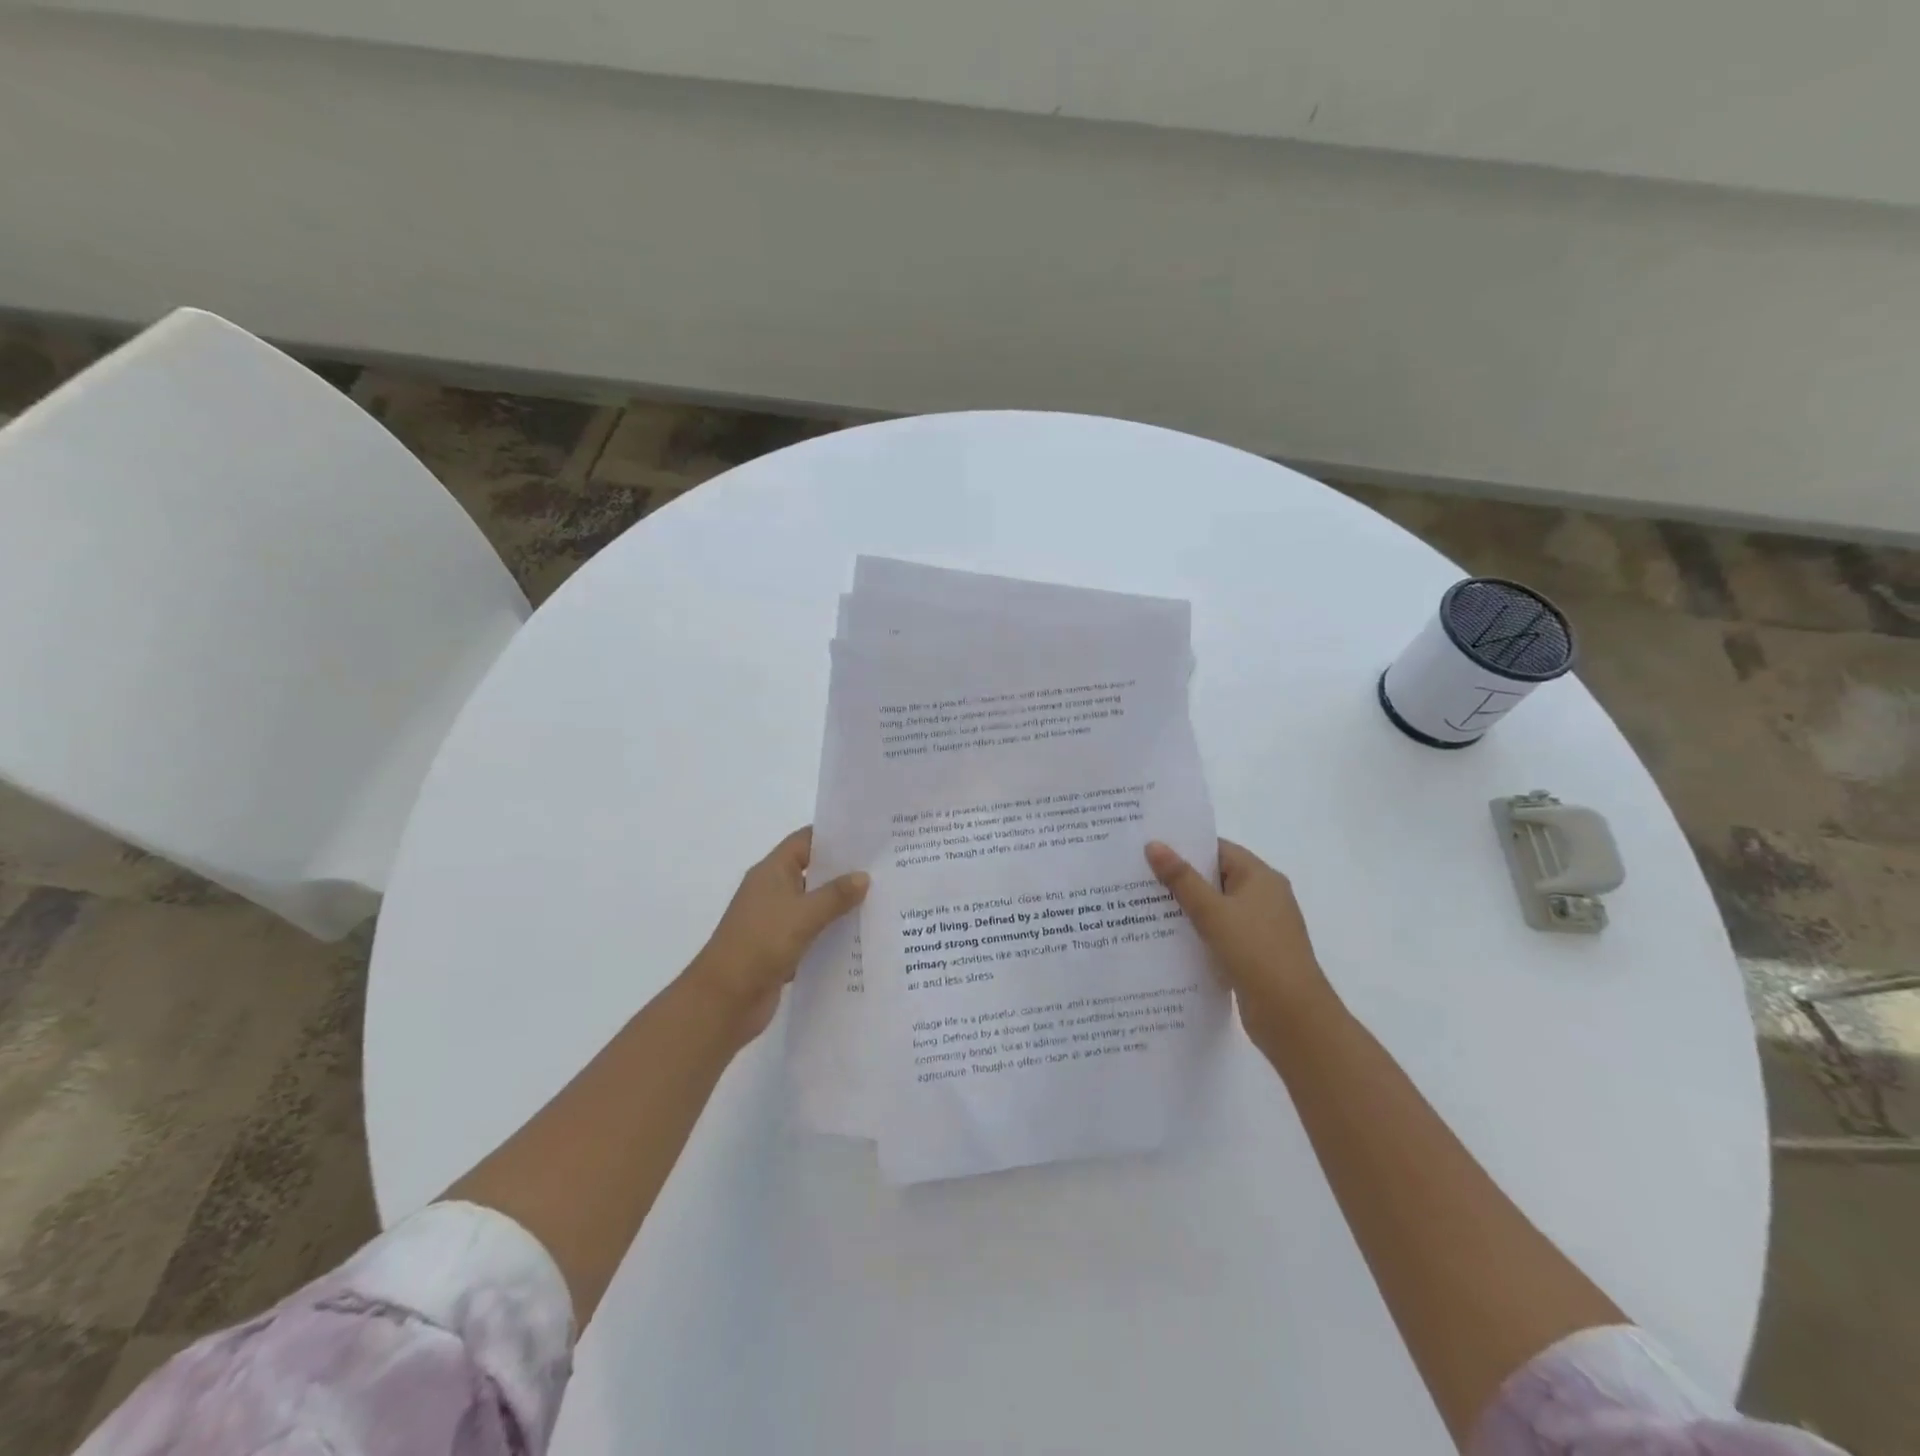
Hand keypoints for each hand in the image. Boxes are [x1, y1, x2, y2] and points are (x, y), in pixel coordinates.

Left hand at [686, 827, 868, 1044]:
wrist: (724, 1001)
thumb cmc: (760, 944)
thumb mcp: (803, 915)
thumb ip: (835, 895)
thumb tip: (863, 876)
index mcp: (772, 872)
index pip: (805, 841)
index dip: (834, 836)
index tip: (868, 838)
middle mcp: (772, 891)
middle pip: (812, 872)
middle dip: (844, 872)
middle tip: (883, 869)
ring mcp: (775, 921)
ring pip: (814, 905)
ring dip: (840, 906)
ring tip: (881, 901)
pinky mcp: (780, 949)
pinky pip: (812, 934)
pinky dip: (831, 935)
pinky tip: (862, 937)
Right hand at [1145, 838, 1335, 1054]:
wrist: (1293, 1018)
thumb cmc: (1255, 953)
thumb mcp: (1212, 912)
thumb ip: (1181, 879)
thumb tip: (1153, 844)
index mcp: (1260, 877)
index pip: (1218, 849)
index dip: (1185, 847)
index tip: (1149, 848)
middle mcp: (1264, 897)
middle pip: (1215, 878)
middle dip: (1180, 878)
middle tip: (1138, 876)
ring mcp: (1260, 927)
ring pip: (1216, 908)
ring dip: (1186, 908)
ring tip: (1143, 906)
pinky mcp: (1254, 954)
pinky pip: (1220, 933)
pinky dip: (1197, 933)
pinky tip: (1167, 939)